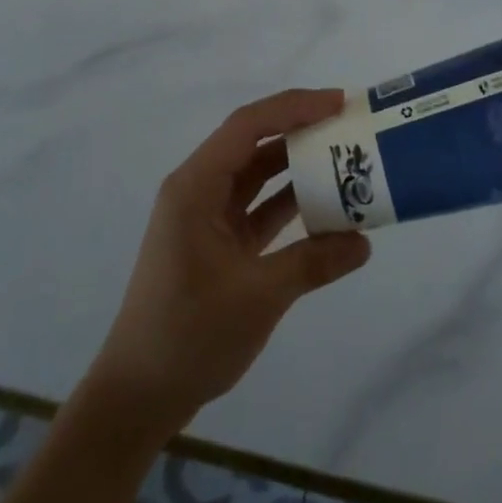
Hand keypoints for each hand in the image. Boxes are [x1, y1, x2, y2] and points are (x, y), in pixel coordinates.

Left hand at [89, 89, 371, 431]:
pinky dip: (291, 203)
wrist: (137, 399)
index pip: (249, 126)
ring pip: (259, 174)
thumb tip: (364, 243)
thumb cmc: (188, 336)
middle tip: (348, 125)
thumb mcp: (257, 296)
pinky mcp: (218, 243)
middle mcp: (199, 190)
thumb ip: (313, 262)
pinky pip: (259, 207)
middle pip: (254, 143)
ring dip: (298, 166)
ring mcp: (208, 217)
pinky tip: (327, 207)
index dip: (294, 107)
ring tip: (345, 157)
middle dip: (301, 129)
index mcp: (196, 186)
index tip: (339, 104)